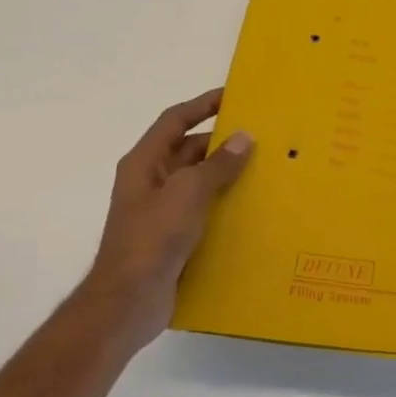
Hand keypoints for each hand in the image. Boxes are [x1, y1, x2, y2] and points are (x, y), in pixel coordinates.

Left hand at [76, 88, 253, 353]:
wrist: (129, 299)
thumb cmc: (153, 237)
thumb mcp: (188, 192)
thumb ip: (217, 164)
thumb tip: (243, 137)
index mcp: (145, 163)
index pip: (175, 121)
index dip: (202, 105)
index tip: (234, 97)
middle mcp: (151, 182)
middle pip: (188, 151)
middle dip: (222, 143)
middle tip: (262, 138)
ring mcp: (161, 211)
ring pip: (198, 182)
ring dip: (226, 175)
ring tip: (266, 171)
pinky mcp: (173, 238)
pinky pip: (203, 211)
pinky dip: (224, 205)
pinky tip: (252, 210)